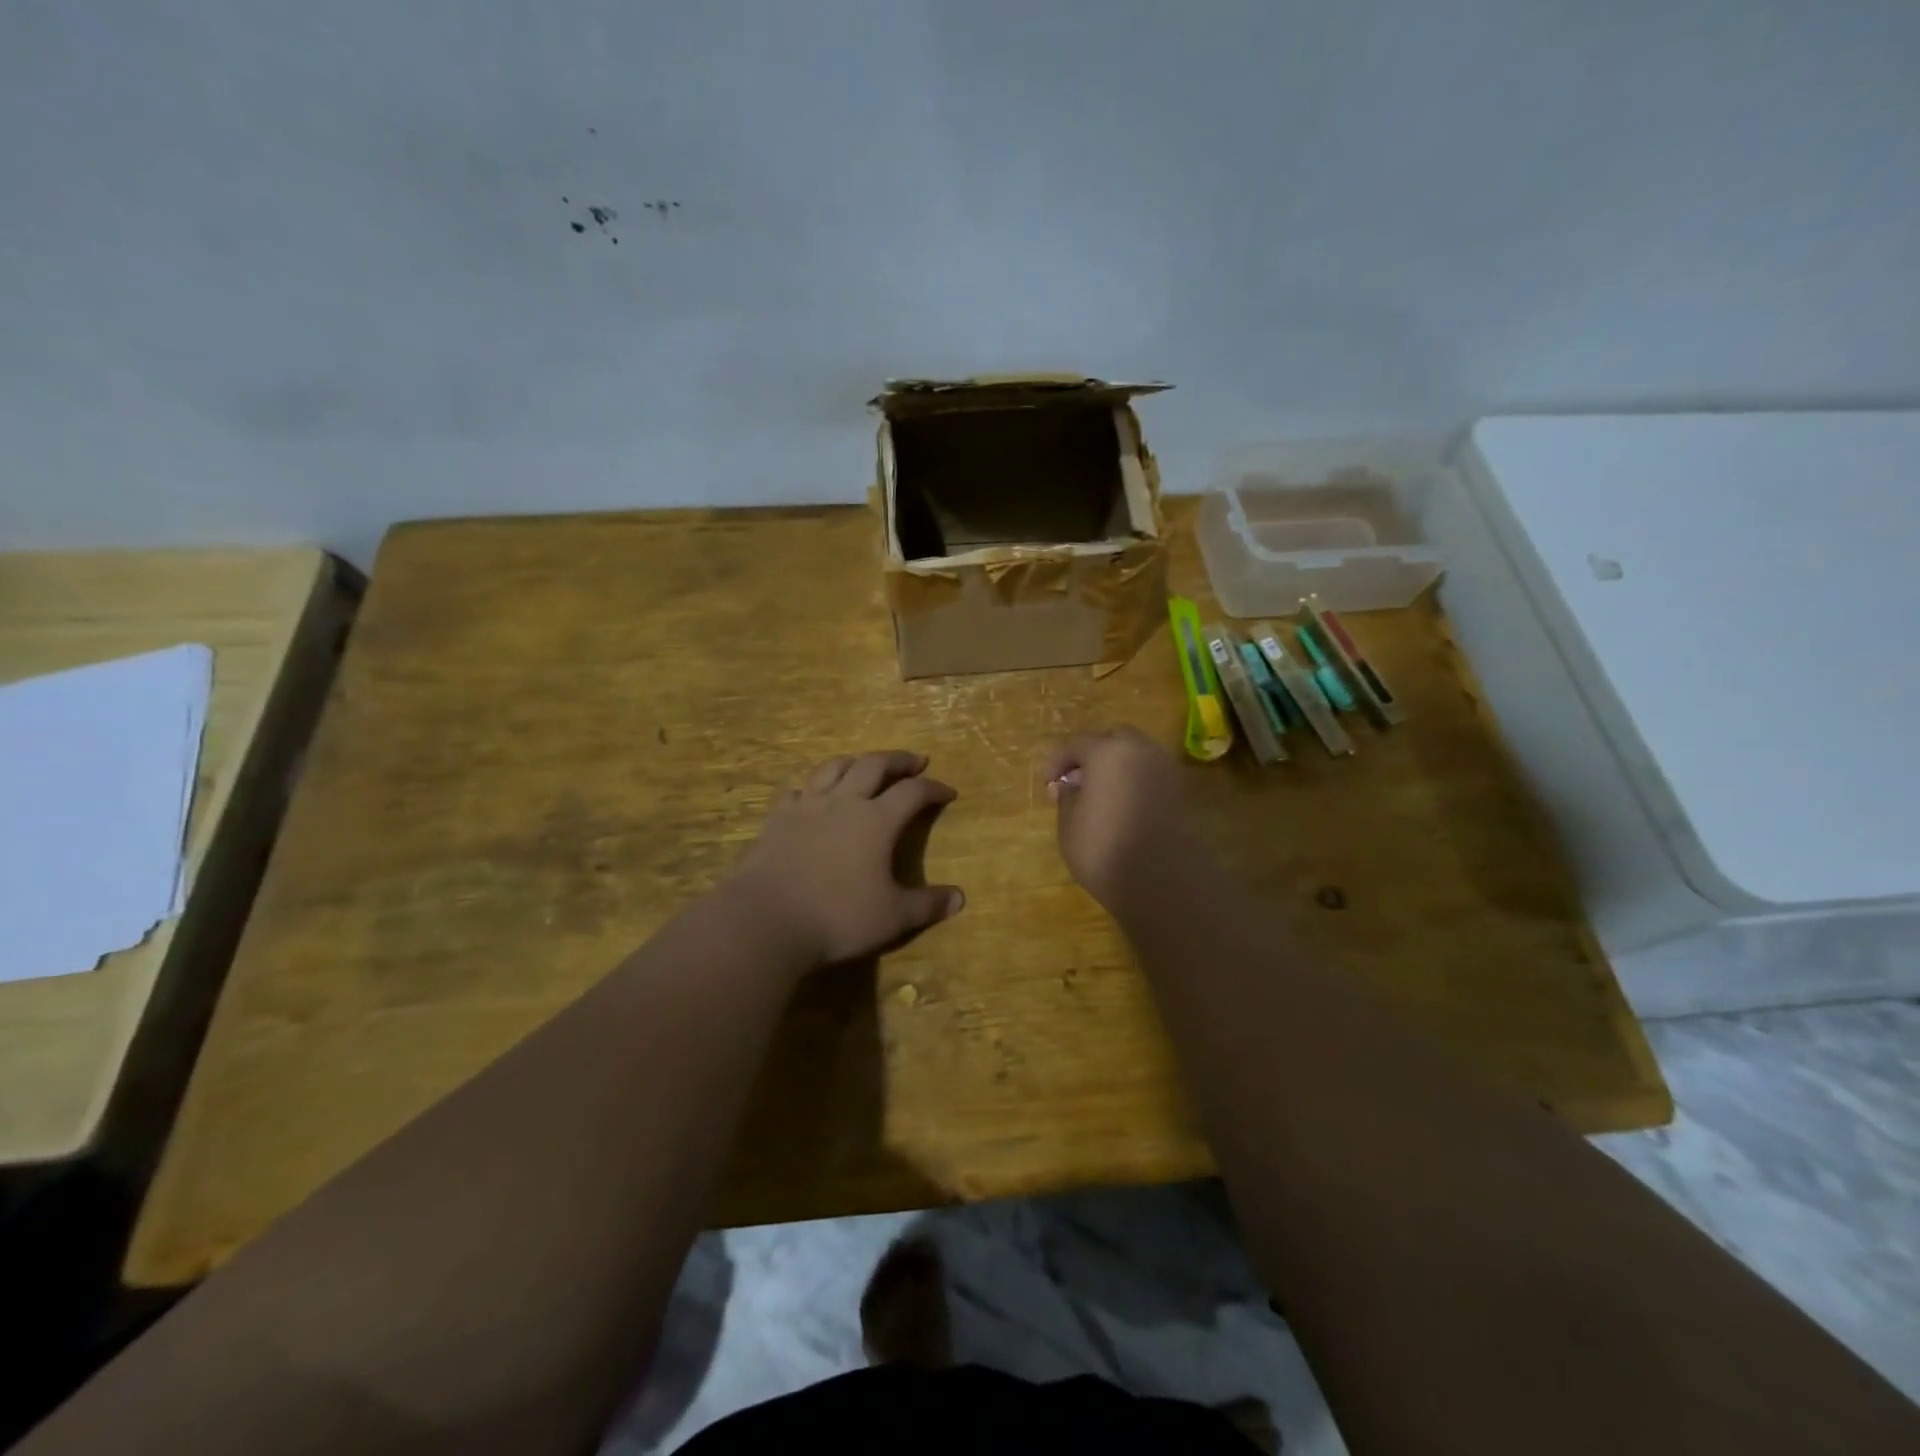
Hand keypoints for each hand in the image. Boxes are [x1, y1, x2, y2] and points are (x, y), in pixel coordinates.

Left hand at [728, 750, 963, 968]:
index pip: (913, 792)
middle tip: (914, 760)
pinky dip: (813, 783)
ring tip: (865, 765)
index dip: (934, 788)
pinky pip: (797, 788)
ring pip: (834, 767)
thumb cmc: (837, 918)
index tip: (948, 791)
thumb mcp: (892, 917)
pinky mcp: (777, 819)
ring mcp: (806, 806)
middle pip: (874, 765)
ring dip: (856, 761)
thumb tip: (960, 898)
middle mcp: (844, 802)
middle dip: (898, 760)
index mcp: (877, 820)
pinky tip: (813, 791)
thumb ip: (927, 905)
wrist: (766, 921)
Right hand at [1045, 728, 1193, 907]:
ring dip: (1116, 767)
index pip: (1076, 744)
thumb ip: (1067, 797)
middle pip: (1113, 740)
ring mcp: (1166, 770)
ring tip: (1099, 796)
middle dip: (1092, 755)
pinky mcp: (1180, 793)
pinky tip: (1121, 807)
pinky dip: (1134, 782)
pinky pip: (1150, 776)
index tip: (1047, 784)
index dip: (1057, 762)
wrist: (1163, 882)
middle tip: (1076, 781)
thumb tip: (1071, 786)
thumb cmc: (1104, 848)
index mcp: (1108, 752)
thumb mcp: (1069, 824)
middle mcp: (1141, 751)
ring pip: (1136, 756)